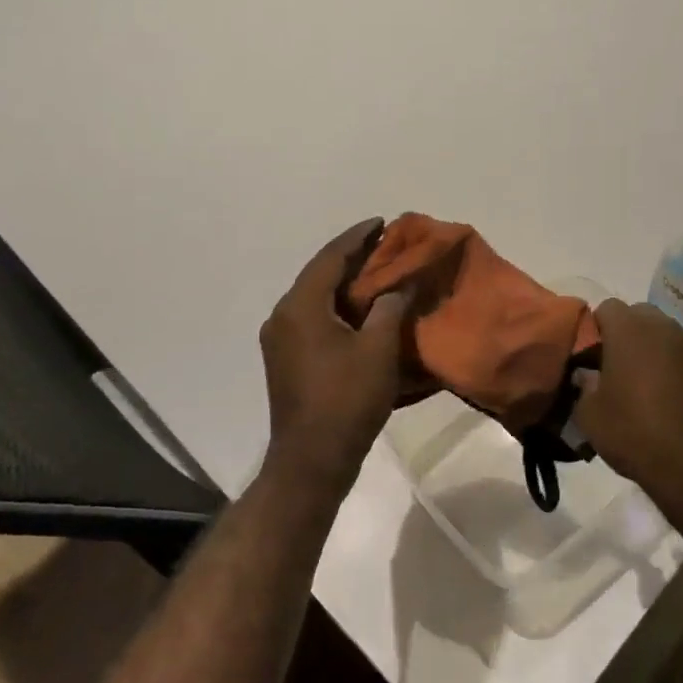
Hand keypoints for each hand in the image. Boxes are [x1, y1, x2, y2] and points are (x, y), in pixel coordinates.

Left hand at [259, 219, 410, 491]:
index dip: (358, 237)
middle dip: (352, 258)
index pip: (330, 258)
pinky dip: (338, 307)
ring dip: (345, 283)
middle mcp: (283, 316)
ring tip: (378, 272)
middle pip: (320, 275)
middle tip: (385, 245)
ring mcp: (281, 340)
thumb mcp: (379, 350)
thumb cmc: (347, 400)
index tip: (382, 222)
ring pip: (316, 298)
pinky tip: (361, 310)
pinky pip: (313, 318)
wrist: (311, 460)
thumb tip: (401, 283)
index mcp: (300, 307)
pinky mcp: (286, 360)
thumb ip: (390, 307)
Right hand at [574, 300, 682, 509]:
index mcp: (627, 329)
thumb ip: (583, 385)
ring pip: (668, 328)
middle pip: (638, 314)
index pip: (606, 308)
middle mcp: (662, 326)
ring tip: (647, 376)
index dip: (596, 330)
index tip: (591, 358)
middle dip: (625, 333)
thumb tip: (587, 374)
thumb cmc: (633, 434)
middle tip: (615, 368)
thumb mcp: (588, 415)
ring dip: (655, 343)